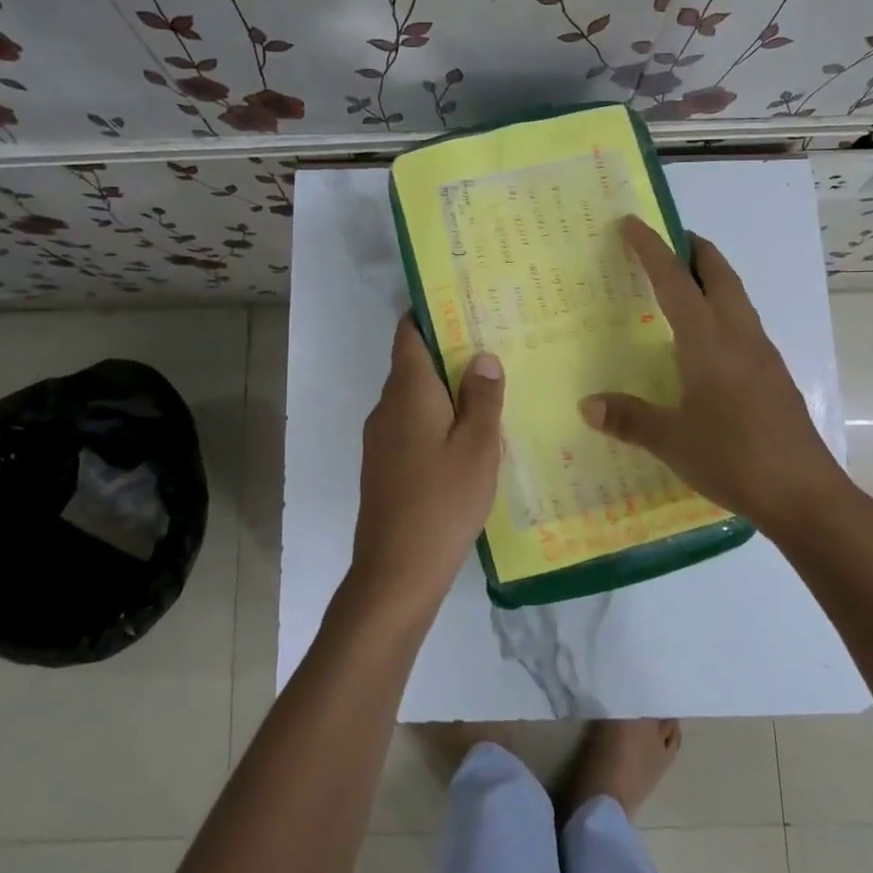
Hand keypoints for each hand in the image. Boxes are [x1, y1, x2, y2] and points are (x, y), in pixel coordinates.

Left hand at [349, 316, 504, 618]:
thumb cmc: (443, 500)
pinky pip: (411, 424)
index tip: (463, 302)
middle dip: (447, 350)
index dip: (430, 312)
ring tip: (488, 386)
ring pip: (413, 397)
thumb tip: (481, 356)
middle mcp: (386, 406)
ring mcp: (380, 437)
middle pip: (412, 363)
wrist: (396, 570)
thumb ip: (482, 397)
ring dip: (444, 387)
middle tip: (492, 343)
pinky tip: (466, 433)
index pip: (409, 333)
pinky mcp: (383, 464)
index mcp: (408, 391)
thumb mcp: (477, 446)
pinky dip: (435, 417)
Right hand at [580, 216, 864, 546]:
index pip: (676, 282)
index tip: (632, 223)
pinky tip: (707, 338)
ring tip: (684, 280)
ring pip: (736, 297)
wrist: (805, 494)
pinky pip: (744, 322)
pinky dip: (722, 307)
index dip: (652, 249)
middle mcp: (739, 337)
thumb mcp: (672, 441)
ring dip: (712, 277)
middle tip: (668, 239)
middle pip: (719, 275)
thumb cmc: (733, 458)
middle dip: (694, 250)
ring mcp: (762, 354)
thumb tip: (587, 405)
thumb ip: (629, 418)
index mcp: (709, 342)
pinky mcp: (773, 374)